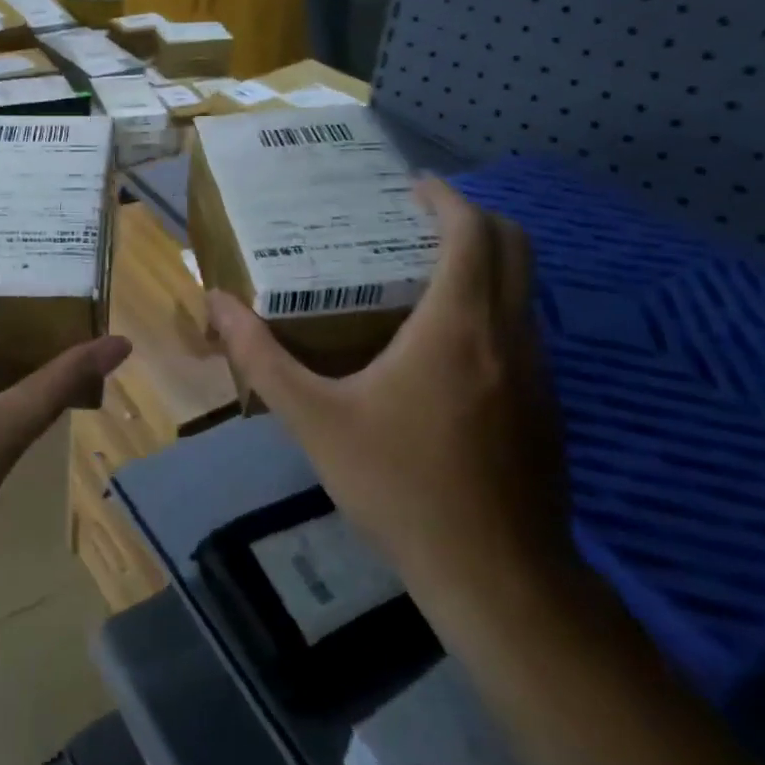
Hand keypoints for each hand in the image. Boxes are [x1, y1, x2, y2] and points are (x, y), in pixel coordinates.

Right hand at [205, 177, 573, 614]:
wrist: (497, 578)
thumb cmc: (400, 486)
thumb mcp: (315, 420)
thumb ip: (262, 358)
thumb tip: (216, 304)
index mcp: (457, 325)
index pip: (471, 232)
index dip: (446, 198)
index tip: (412, 186)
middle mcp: (509, 335)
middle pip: (513, 246)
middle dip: (472, 218)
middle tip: (419, 218)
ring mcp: (539, 372)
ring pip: (525, 289)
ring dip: (486, 262)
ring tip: (424, 271)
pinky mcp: (548, 406)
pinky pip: (525, 328)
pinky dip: (493, 305)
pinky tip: (445, 344)